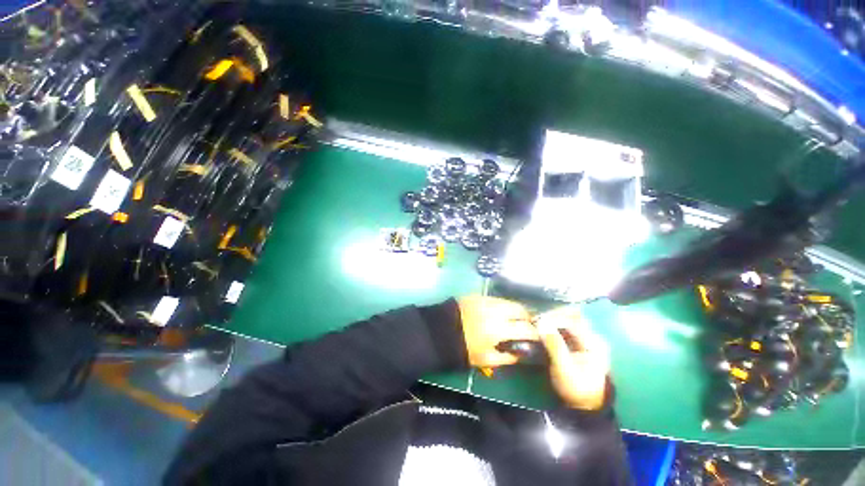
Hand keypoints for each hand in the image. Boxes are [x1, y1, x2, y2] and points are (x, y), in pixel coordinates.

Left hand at [457, 296, 537, 367]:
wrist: (441, 331)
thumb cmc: (464, 349)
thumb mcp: (487, 360)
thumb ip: (509, 357)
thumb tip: (523, 352)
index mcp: (499, 329)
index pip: (526, 328)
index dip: (535, 333)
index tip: (537, 337)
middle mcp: (496, 310)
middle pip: (520, 309)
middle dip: (527, 317)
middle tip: (526, 325)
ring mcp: (486, 300)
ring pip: (508, 302)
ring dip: (514, 310)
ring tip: (513, 319)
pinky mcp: (477, 295)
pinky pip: (496, 299)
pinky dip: (501, 305)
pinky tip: (498, 313)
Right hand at [537, 308, 609, 410]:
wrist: (585, 406)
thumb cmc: (576, 388)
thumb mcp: (564, 368)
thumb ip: (554, 344)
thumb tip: (542, 321)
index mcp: (593, 341)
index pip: (570, 320)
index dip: (552, 318)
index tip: (536, 320)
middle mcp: (593, 336)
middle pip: (572, 316)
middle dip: (553, 315)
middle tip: (536, 319)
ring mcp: (587, 339)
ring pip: (569, 320)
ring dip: (553, 319)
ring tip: (538, 322)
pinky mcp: (580, 344)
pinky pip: (567, 328)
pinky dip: (555, 326)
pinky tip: (545, 329)